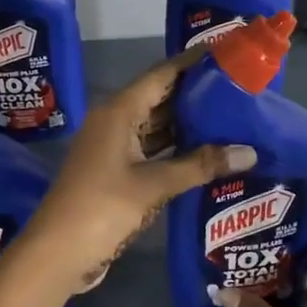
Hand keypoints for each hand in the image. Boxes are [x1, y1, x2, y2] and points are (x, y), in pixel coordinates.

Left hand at [21, 51, 255, 293]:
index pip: (162, 74)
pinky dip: (176, 149)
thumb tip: (250, 152)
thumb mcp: (154, 185)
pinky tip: (206, 152)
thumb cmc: (102, 208)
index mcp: (118, 111)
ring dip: (188, 124)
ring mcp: (113, 147)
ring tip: (231, 117)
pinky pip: (151, 149)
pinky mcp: (115, 171)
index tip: (226, 52)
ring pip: (156, 125)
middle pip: (160, 97)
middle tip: (239, 88)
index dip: (192, 62)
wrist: (56, 254)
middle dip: (196, 93)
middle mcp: (114, 121)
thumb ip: (201, 166)